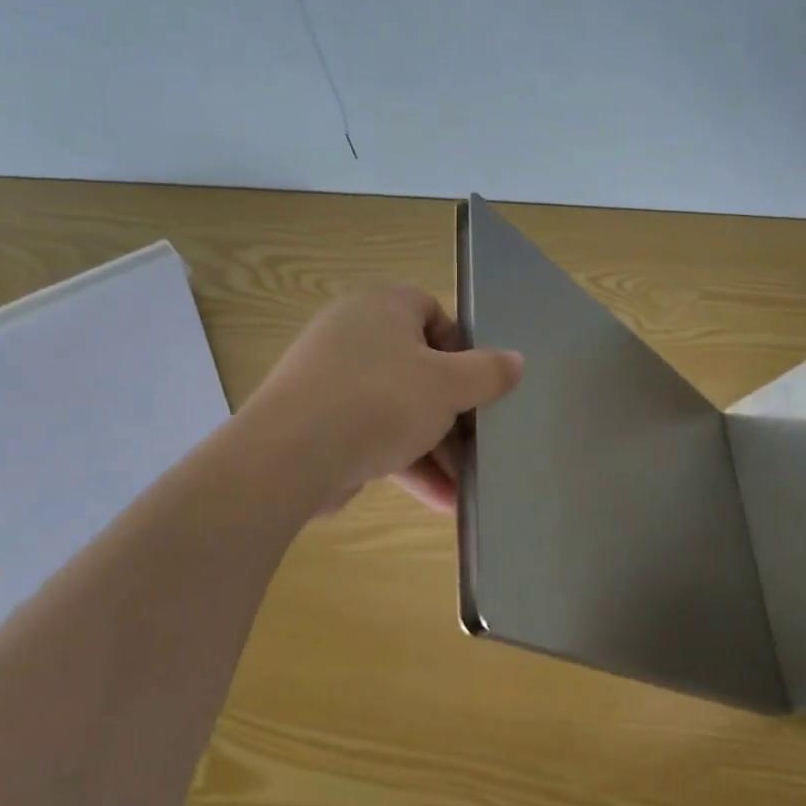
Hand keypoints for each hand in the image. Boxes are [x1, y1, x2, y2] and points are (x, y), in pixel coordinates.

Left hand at [244, 285, 522, 513]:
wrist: (289, 456)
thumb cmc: (380, 401)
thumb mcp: (448, 386)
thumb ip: (488, 372)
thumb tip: (517, 360)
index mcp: (382, 306)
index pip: (433, 313)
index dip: (462, 349)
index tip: (478, 386)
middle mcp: (352, 332)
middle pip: (418, 367)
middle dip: (452, 412)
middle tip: (476, 442)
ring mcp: (329, 378)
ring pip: (396, 406)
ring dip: (433, 446)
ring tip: (463, 484)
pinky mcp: (316, 420)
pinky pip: (371, 432)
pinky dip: (402, 460)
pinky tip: (436, 499)